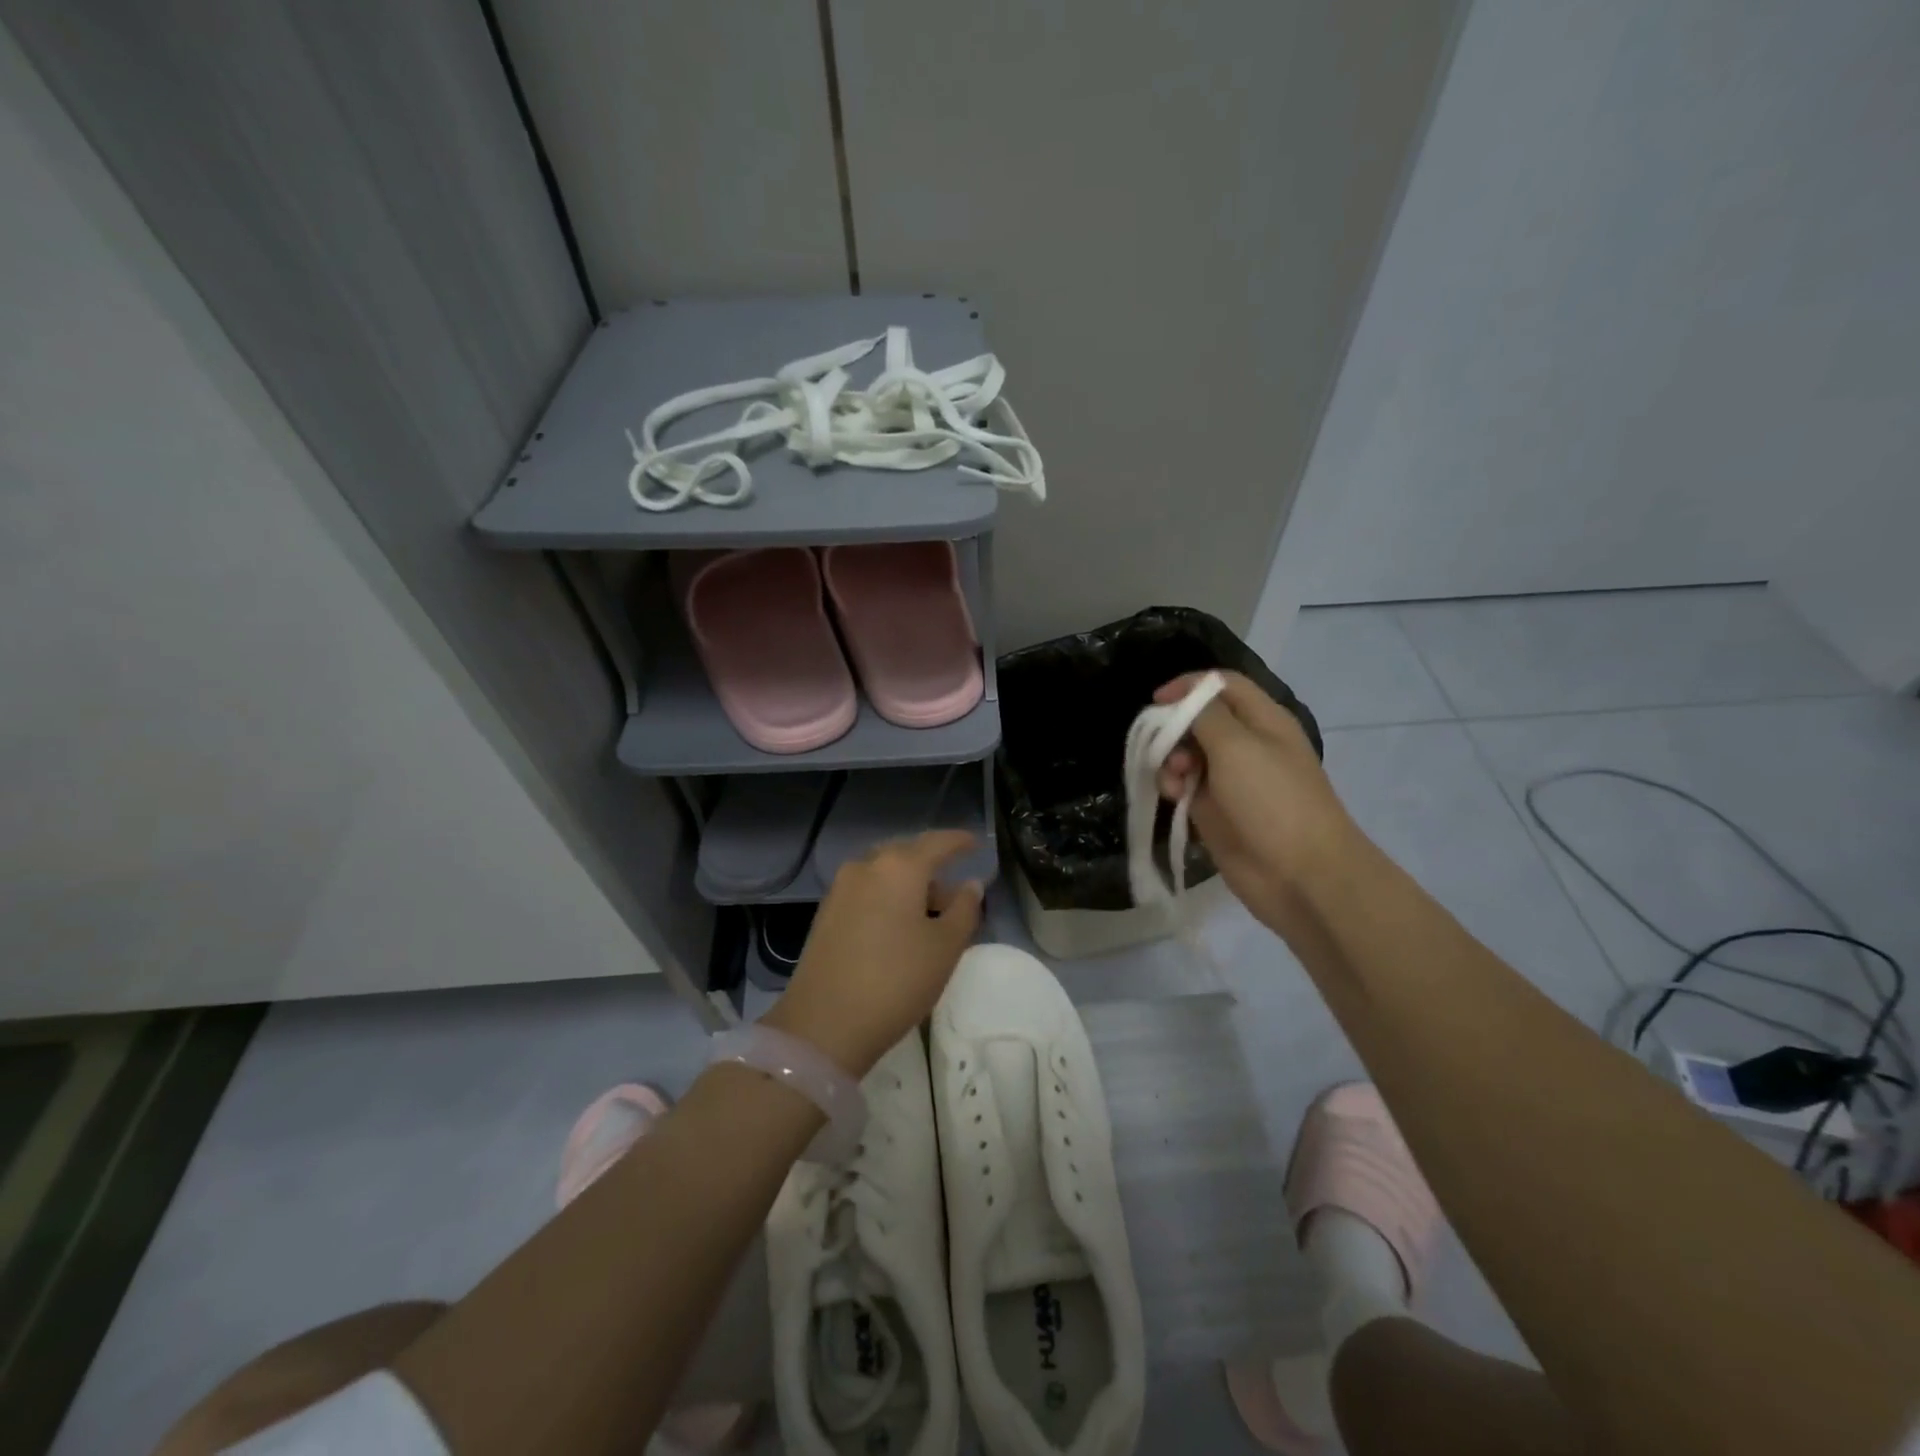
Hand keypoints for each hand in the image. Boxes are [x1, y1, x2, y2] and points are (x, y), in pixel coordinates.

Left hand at [763, 830, 983, 1076]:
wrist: (824, 1023)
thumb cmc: (896, 980)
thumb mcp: (945, 947)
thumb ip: (964, 909)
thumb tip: (970, 885)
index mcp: (899, 866)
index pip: (938, 842)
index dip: (960, 842)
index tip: (976, 845)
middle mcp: (866, 866)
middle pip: (907, 855)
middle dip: (933, 868)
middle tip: (955, 892)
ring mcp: (841, 888)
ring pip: (885, 874)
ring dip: (910, 887)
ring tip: (931, 916)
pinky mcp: (826, 912)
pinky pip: (867, 891)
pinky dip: (888, 898)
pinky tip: (899, 927)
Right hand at [1155, 671, 1358, 934]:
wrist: (1301, 875)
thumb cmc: (1273, 800)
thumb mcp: (1237, 746)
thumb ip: (1204, 715)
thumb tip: (1181, 702)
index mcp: (1262, 720)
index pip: (1221, 685)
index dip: (1188, 686)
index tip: (1157, 701)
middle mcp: (1246, 744)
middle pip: (1198, 720)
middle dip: (1173, 729)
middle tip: (1161, 747)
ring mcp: (1231, 779)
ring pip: (1187, 754)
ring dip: (1170, 761)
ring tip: (1172, 781)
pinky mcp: (1216, 811)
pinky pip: (1185, 787)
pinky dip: (1174, 788)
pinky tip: (1173, 798)